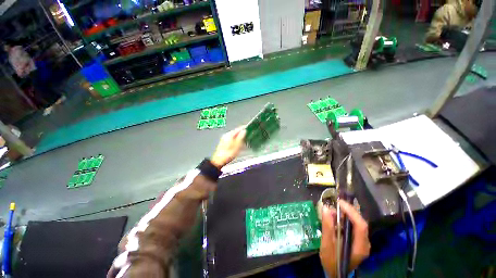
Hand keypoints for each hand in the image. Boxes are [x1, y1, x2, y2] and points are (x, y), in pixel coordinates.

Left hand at [210, 126, 245, 168]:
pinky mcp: (224, 143)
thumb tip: (244, 131)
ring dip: (240, 137)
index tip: (250, 128)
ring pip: (234, 136)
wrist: (218, 161)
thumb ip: (241, 137)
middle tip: (249, 135)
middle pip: (236, 132)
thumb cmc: (228, 153)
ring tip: (245, 140)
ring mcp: (224, 139)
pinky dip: (236, 140)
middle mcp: (226, 135)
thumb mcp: (237, 145)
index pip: (238, 128)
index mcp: (229, 134)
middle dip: (242, 133)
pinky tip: (239, 144)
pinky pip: (232, 139)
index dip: (244, 128)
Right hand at [319, 200, 370, 276]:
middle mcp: (364, 243)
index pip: (361, 225)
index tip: (339, 203)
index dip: (351, 212)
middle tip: (336, 203)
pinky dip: (346, 219)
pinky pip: (354, 226)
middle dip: (349, 211)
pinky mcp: (357, 241)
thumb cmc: (331, 261)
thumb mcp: (327, 245)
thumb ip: (327, 227)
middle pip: (360, 222)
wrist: (335, 273)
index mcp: (360, 247)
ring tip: (335, 209)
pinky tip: (337, 218)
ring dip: (347, 214)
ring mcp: (362, 242)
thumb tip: (326, 208)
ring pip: (357, 223)